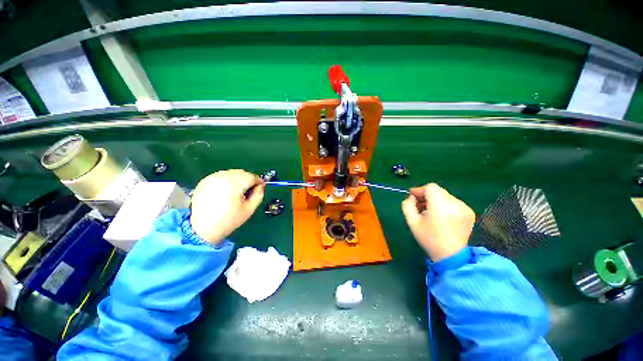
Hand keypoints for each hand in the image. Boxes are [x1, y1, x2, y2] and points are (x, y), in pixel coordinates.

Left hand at [190, 170, 264, 244]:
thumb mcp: (249, 209)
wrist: (202, 229)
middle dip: (248, 180)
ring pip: (232, 173)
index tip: (260, 187)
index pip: (251, 177)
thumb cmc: (229, 220)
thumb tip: (260, 185)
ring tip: (237, 192)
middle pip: (242, 173)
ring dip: (238, 179)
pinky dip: (228, 180)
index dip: (258, 182)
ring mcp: (212, 178)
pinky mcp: (205, 181)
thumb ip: (258, 194)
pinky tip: (227, 191)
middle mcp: (222, 177)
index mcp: (234, 183)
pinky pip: (222, 176)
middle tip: (249, 191)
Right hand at [401, 183, 474, 260]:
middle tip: (419, 205)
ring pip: (445, 196)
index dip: (420, 190)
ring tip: (430, 212)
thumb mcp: (412, 222)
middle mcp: (455, 204)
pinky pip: (453, 202)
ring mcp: (465, 208)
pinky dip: (445, 205)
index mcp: (440, 206)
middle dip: (426, 195)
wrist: (451, 256)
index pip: (430, 188)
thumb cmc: (429, 239)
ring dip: (435, 200)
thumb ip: (407, 205)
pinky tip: (441, 216)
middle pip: (438, 191)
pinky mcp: (470, 212)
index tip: (412, 197)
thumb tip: (411, 197)